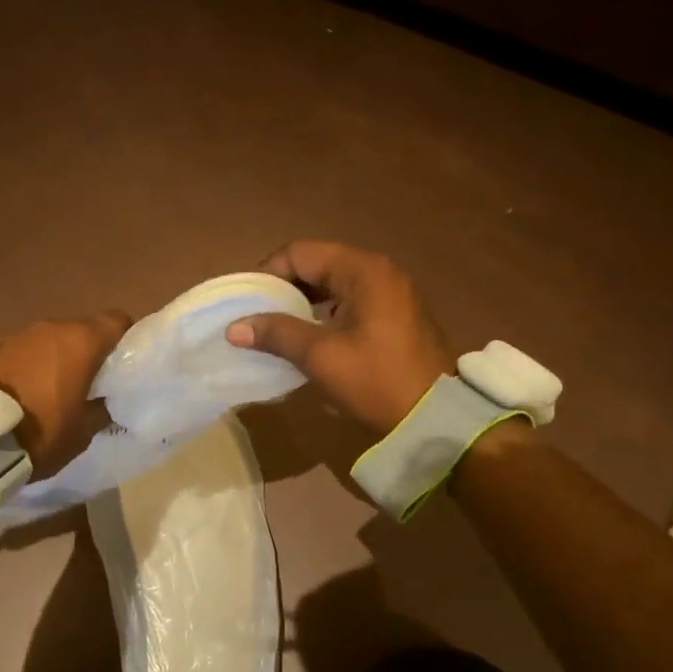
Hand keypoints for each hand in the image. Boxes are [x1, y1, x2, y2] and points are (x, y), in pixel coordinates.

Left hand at [0, 311, 131, 475]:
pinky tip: (17, 394)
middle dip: (85, 353)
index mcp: (80, 342)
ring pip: (47, 341)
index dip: (124, 337)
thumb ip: (99, 410)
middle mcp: (49, 328)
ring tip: (46, 391)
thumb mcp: (82, 432)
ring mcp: (15, 335)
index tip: (122, 363)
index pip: (116, 320)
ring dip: (52, 359)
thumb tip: (103, 403)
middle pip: (79, 331)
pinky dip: (24, 366)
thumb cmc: (40, 433)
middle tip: (86, 384)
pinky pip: (18, 352)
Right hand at [225, 241, 455, 435]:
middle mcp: (378, 271)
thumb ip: (277, 334)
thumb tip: (235, 328)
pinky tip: (308, 337)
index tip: (246, 302)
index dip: (267, 273)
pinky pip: (349, 300)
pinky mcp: (395, 315)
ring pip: (333, 283)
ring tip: (276, 328)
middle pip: (317, 264)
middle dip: (283, 287)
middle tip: (256, 316)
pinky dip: (323, 312)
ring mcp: (391, 292)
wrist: (438, 418)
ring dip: (302, 301)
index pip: (300, 253)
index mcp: (362, 271)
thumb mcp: (321, 356)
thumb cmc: (377, 381)